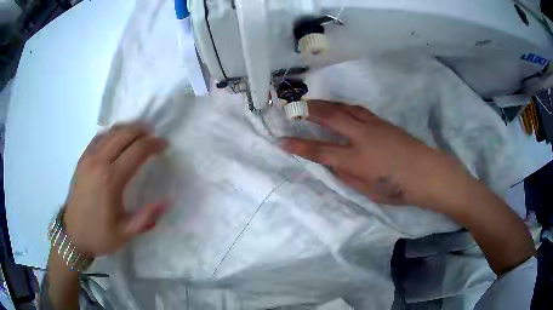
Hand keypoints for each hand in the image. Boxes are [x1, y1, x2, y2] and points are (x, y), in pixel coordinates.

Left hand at [63, 123, 167, 256]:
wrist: (73, 235)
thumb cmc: (100, 235)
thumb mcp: (126, 233)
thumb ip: (146, 218)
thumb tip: (166, 201)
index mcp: (111, 179)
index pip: (137, 150)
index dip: (154, 144)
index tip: (165, 145)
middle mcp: (99, 162)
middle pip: (125, 134)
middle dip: (143, 131)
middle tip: (154, 136)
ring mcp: (88, 158)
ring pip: (111, 131)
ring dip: (128, 129)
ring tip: (140, 134)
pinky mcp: (82, 159)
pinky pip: (99, 137)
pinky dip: (112, 133)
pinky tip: (118, 140)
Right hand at [280, 100, 467, 209]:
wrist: (428, 172)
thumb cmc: (399, 189)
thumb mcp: (368, 191)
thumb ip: (348, 176)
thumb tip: (333, 163)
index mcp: (356, 159)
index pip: (320, 151)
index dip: (298, 147)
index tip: (280, 141)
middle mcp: (361, 137)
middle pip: (329, 117)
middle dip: (307, 111)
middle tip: (291, 106)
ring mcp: (373, 125)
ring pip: (343, 108)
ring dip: (324, 104)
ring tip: (311, 103)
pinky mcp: (382, 121)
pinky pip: (357, 109)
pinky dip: (342, 106)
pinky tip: (338, 107)